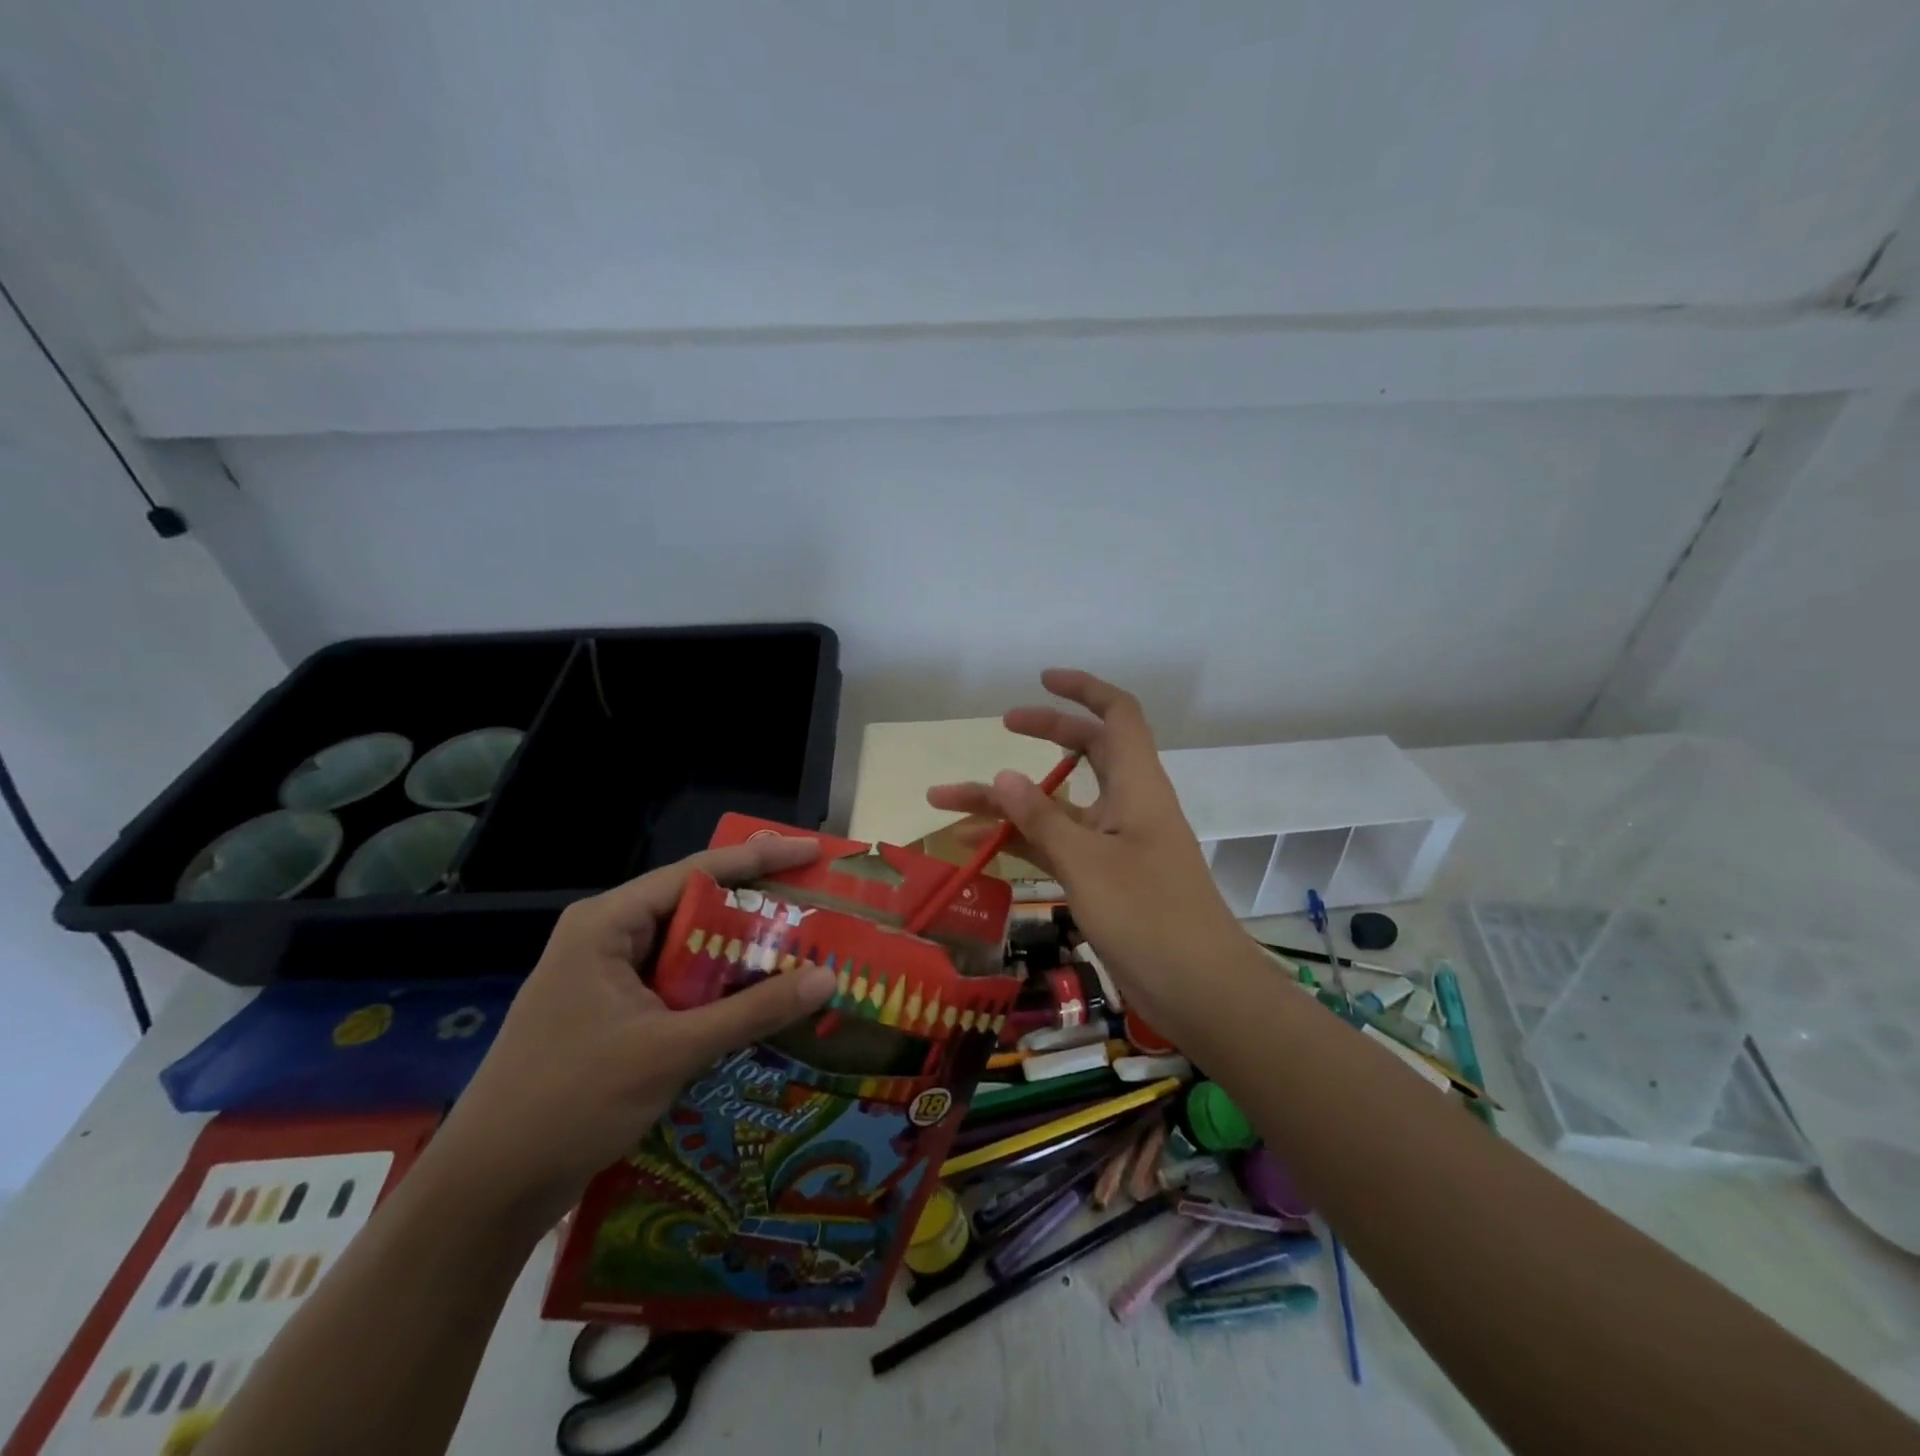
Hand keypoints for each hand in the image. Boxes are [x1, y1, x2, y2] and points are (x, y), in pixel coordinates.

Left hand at [429, 837, 837, 1220]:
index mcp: (607, 925)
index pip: (695, 873)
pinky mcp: (613, 1017)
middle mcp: (607, 939)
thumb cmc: (570, 1101)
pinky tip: (760, 1002)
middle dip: (756, 908)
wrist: (486, 1192)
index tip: (812, 853)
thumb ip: (752, 1011)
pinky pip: (678, 988)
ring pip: (689, 952)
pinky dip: (718, 991)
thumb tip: (828, 978)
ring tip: (802, 949)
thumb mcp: (671, 1050)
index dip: (759, 859)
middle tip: (816, 904)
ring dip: (740, 954)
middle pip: (695, 908)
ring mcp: (607, 980)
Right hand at [927, 669, 1246, 1042]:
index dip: (1084, 689)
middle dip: (1044, 734)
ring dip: (1010, 802)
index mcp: (1137, 785)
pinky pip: (1056, 846)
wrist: (1199, 990)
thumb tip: (1002, 775)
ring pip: (1059, 806)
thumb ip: (1042, 818)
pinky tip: (976, 848)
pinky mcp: (1105, 878)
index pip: (1118, 715)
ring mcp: (1115, 843)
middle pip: (1086, 752)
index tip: (1043, 680)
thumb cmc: (1149, 915)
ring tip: (947, 802)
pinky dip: (1020, 842)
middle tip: (1001, 727)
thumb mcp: (1087, 862)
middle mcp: (1127, 805)